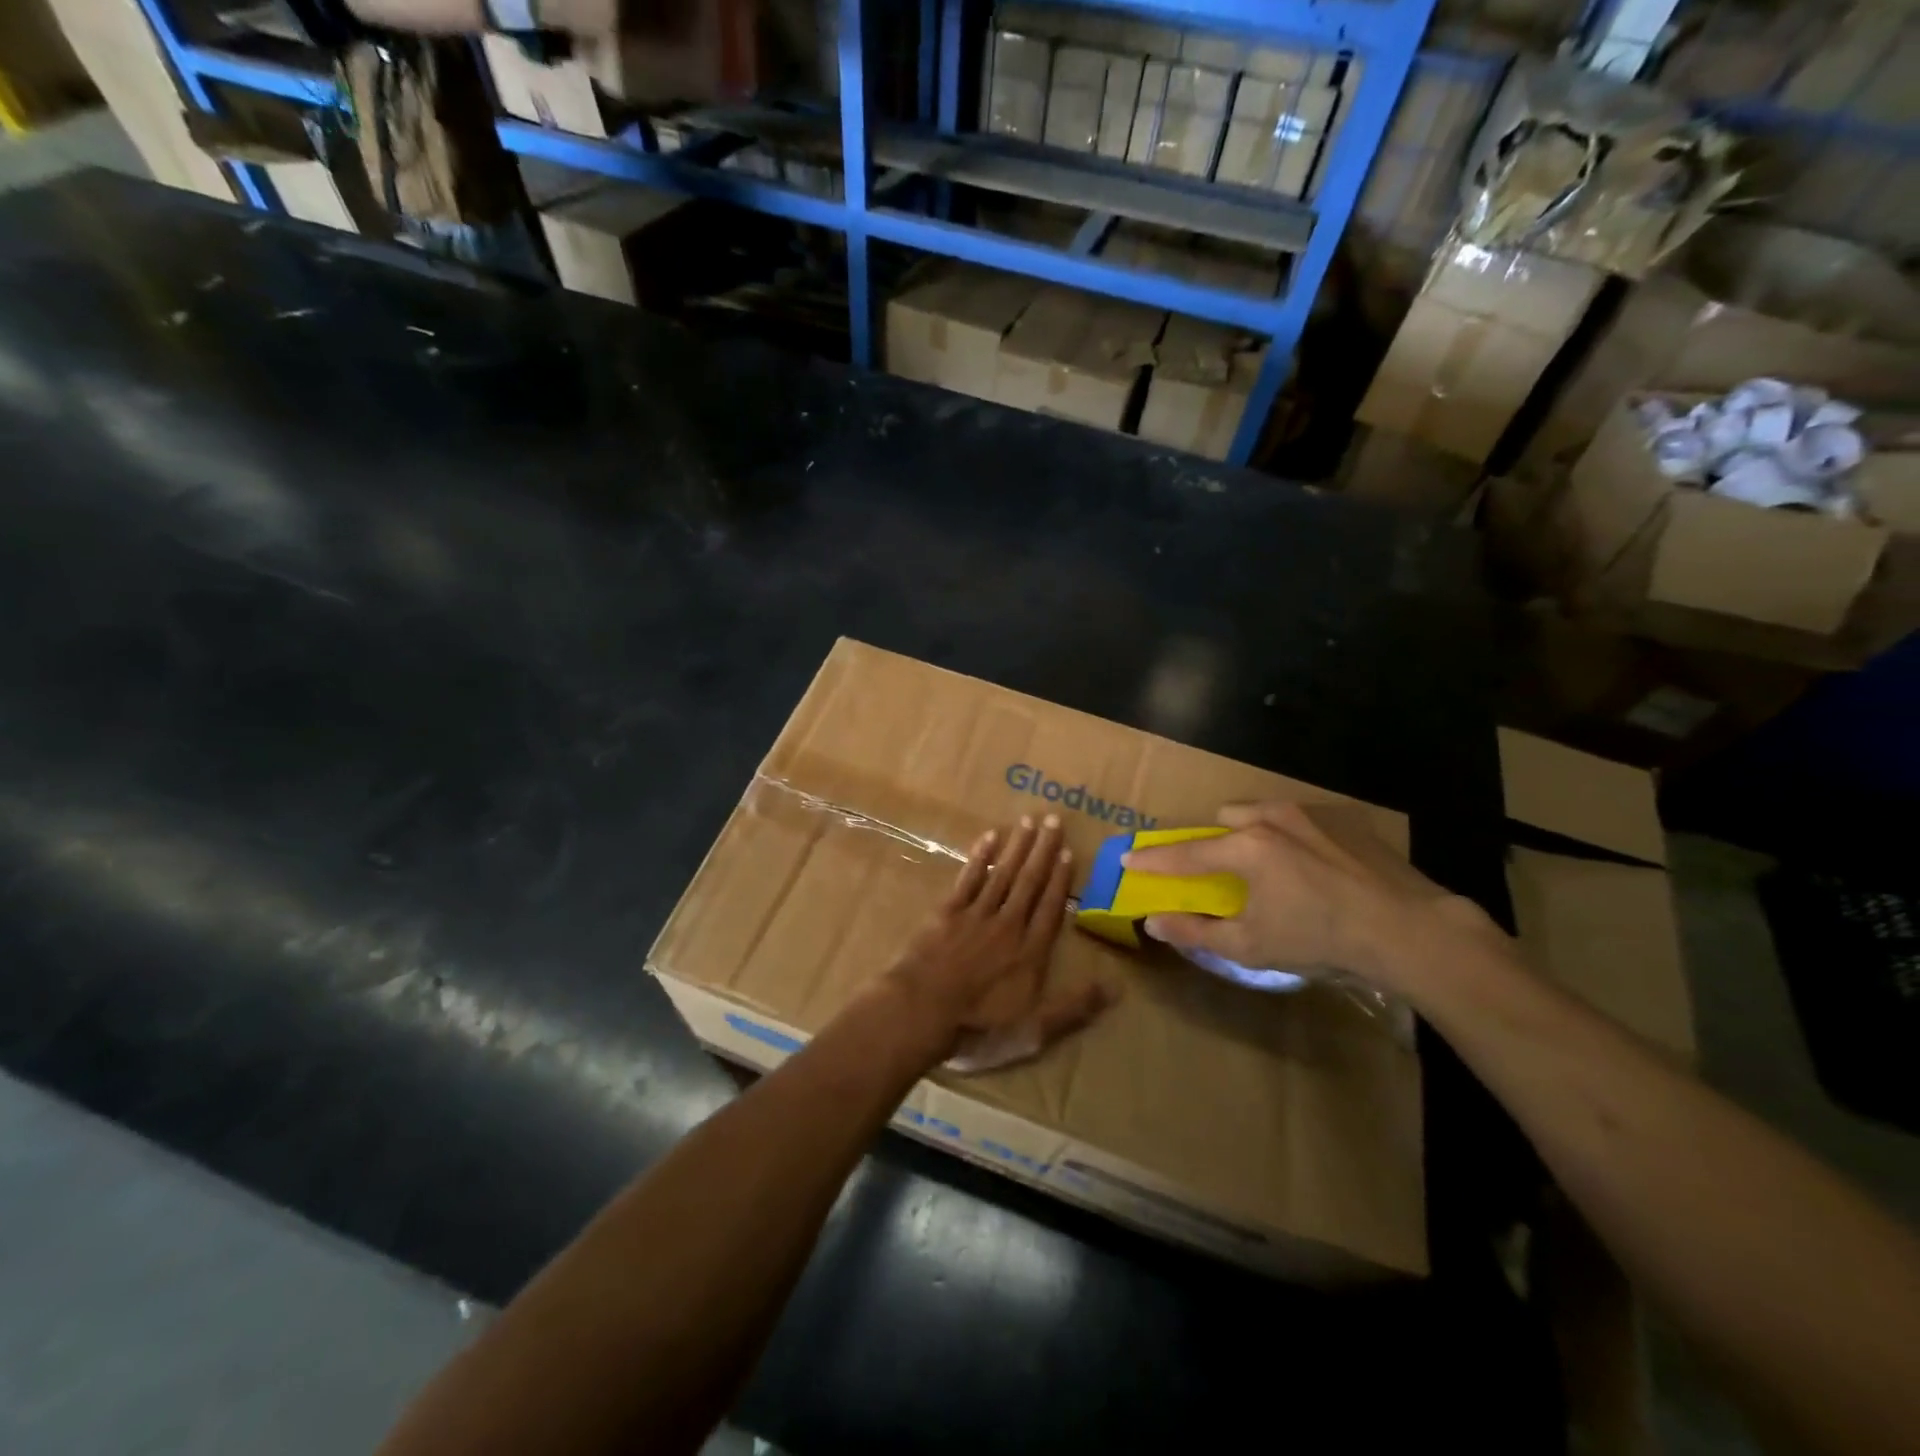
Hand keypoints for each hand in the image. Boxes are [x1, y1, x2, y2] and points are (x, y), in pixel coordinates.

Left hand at [886, 814, 1115, 1073]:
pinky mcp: (947, 912)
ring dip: (1017, 846)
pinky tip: (988, 838)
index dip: (1061, 880)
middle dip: (1043, 850)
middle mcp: (1008, 925)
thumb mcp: (1033, 1031)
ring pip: (1002, 874)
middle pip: (1029, 882)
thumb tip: (1117, 988)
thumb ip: (1074, 1008)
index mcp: (1030, 952)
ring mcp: (976, 915)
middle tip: (1053, 819)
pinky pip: (968, 878)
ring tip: (1029, 820)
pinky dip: (979, 857)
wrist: (921, 1011)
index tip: (1069, 852)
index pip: (1050, 908)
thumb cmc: (978, 1027)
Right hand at [1121, 801, 1494, 998]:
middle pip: (1225, 818)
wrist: (1409, 930)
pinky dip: (1293, 836)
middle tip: (1225, 871)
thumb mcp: (1252, 946)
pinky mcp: (1345, 819)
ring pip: (1263, 812)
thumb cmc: (1321, 939)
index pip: (1185, 854)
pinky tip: (1315, 867)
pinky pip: (1302, 818)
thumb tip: (1154, 923)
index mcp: (1245, 849)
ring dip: (1253, 832)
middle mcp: (1272, 818)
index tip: (1128, 858)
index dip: (1153, 859)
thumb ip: (1197, 932)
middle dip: (1215, 840)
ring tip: (1273, 867)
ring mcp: (1311, 813)